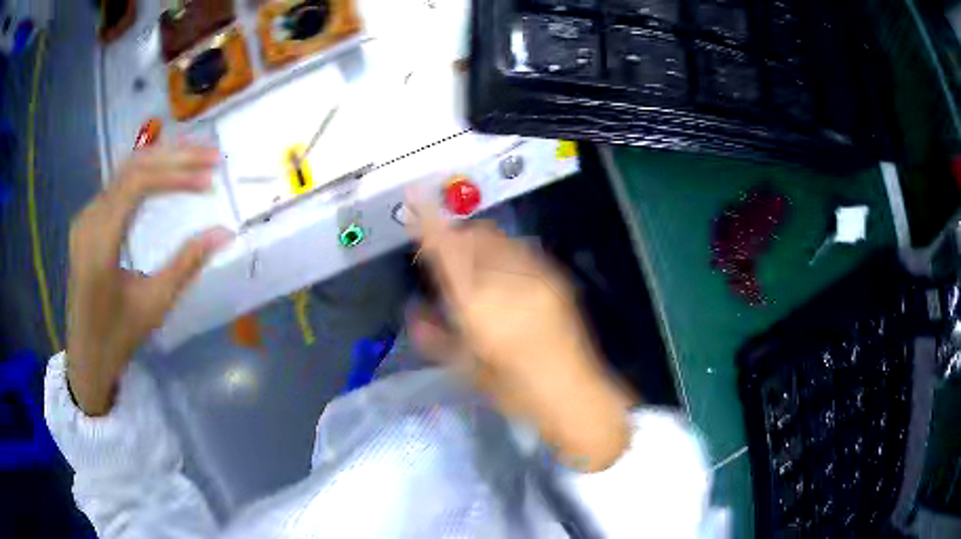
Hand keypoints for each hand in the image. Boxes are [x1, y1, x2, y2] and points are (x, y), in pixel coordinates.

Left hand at [66, 145, 233, 416]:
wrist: (86, 356)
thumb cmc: (118, 337)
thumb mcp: (154, 304)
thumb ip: (187, 264)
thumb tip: (224, 233)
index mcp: (99, 242)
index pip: (137, 184)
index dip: (176, 174)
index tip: (209, 178)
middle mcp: (88, 219)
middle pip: (132, 168)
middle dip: (174, 157)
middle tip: (211, 156)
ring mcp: (85, 217)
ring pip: (124, 171)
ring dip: (161, 161)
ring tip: (194, 159)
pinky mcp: (87, 221)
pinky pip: (117, 185)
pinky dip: (145, 174)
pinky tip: (164, 176)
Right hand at [408, 200, 635, 471]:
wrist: (574, 392)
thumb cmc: (516, 390)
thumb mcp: (468, 369)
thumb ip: (435, 337)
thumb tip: (414, 311)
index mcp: (479, 306)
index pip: (447, 251)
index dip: (428, 221)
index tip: (415, 198)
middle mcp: (507, 280)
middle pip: (473, 235)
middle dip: (453, 236)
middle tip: (443, 258)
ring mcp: (535, 274)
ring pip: (497, 237)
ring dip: (477, 242)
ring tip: (473, 266)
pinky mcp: (554, 276)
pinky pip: (520, 249)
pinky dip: (501, 251)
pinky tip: (503, 276)